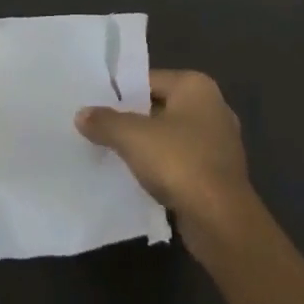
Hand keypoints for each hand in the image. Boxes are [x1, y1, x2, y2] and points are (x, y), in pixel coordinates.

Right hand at [77, 69, 253, 235]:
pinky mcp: (220, 175)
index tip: (97, 106)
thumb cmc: (179, 162)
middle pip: (160, 107)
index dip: (122, 93)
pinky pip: (183, 162)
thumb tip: (81, 114)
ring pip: (172, 136)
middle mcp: (213, 107)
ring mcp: (220, 143)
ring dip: (149, 146)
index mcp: (196, 86)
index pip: (149, 80)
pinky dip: (164, 168)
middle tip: (101, 129)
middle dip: (134, 120)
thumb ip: (105, 122)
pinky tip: (142, 178)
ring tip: (117, 154)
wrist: (221, 222)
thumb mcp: (132, 137)